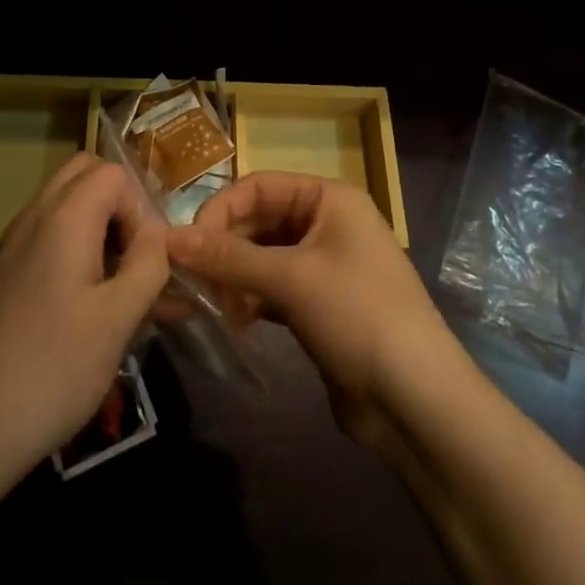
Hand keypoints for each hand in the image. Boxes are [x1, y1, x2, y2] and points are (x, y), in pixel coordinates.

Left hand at [0, 156, 168, 486]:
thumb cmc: (54, 370)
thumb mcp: (118, 318)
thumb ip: (149, 264)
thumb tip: (160, 236)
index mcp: (63, 219)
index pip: (114, 174)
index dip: (140, 208)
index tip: (146, 260)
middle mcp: (35, 218)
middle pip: (85, 176)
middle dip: (121, 206)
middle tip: (137, 256)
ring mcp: (16, 245)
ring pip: (69, 206)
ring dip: (103, 229)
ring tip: (129, 286)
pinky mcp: (9, 274)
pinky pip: (52, 237)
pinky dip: (81, 250)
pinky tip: (100, 305)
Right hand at [168, 173, 461, 450]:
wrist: (415, 398)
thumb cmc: (358, 315)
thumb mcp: (291, 279)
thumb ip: (228, 257)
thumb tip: (168, 238)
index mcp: (329, 199)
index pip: (259, 186)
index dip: (220, 210)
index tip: (186, 246)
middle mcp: (327, 223)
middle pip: (259, 220)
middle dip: (225, 248)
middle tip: (194, 282)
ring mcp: (324, 265)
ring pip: (263, 256)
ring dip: (235, 276)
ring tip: (215, 306)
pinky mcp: (319, 304)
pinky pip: (273, 287)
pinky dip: (251, 299)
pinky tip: (237, 321)